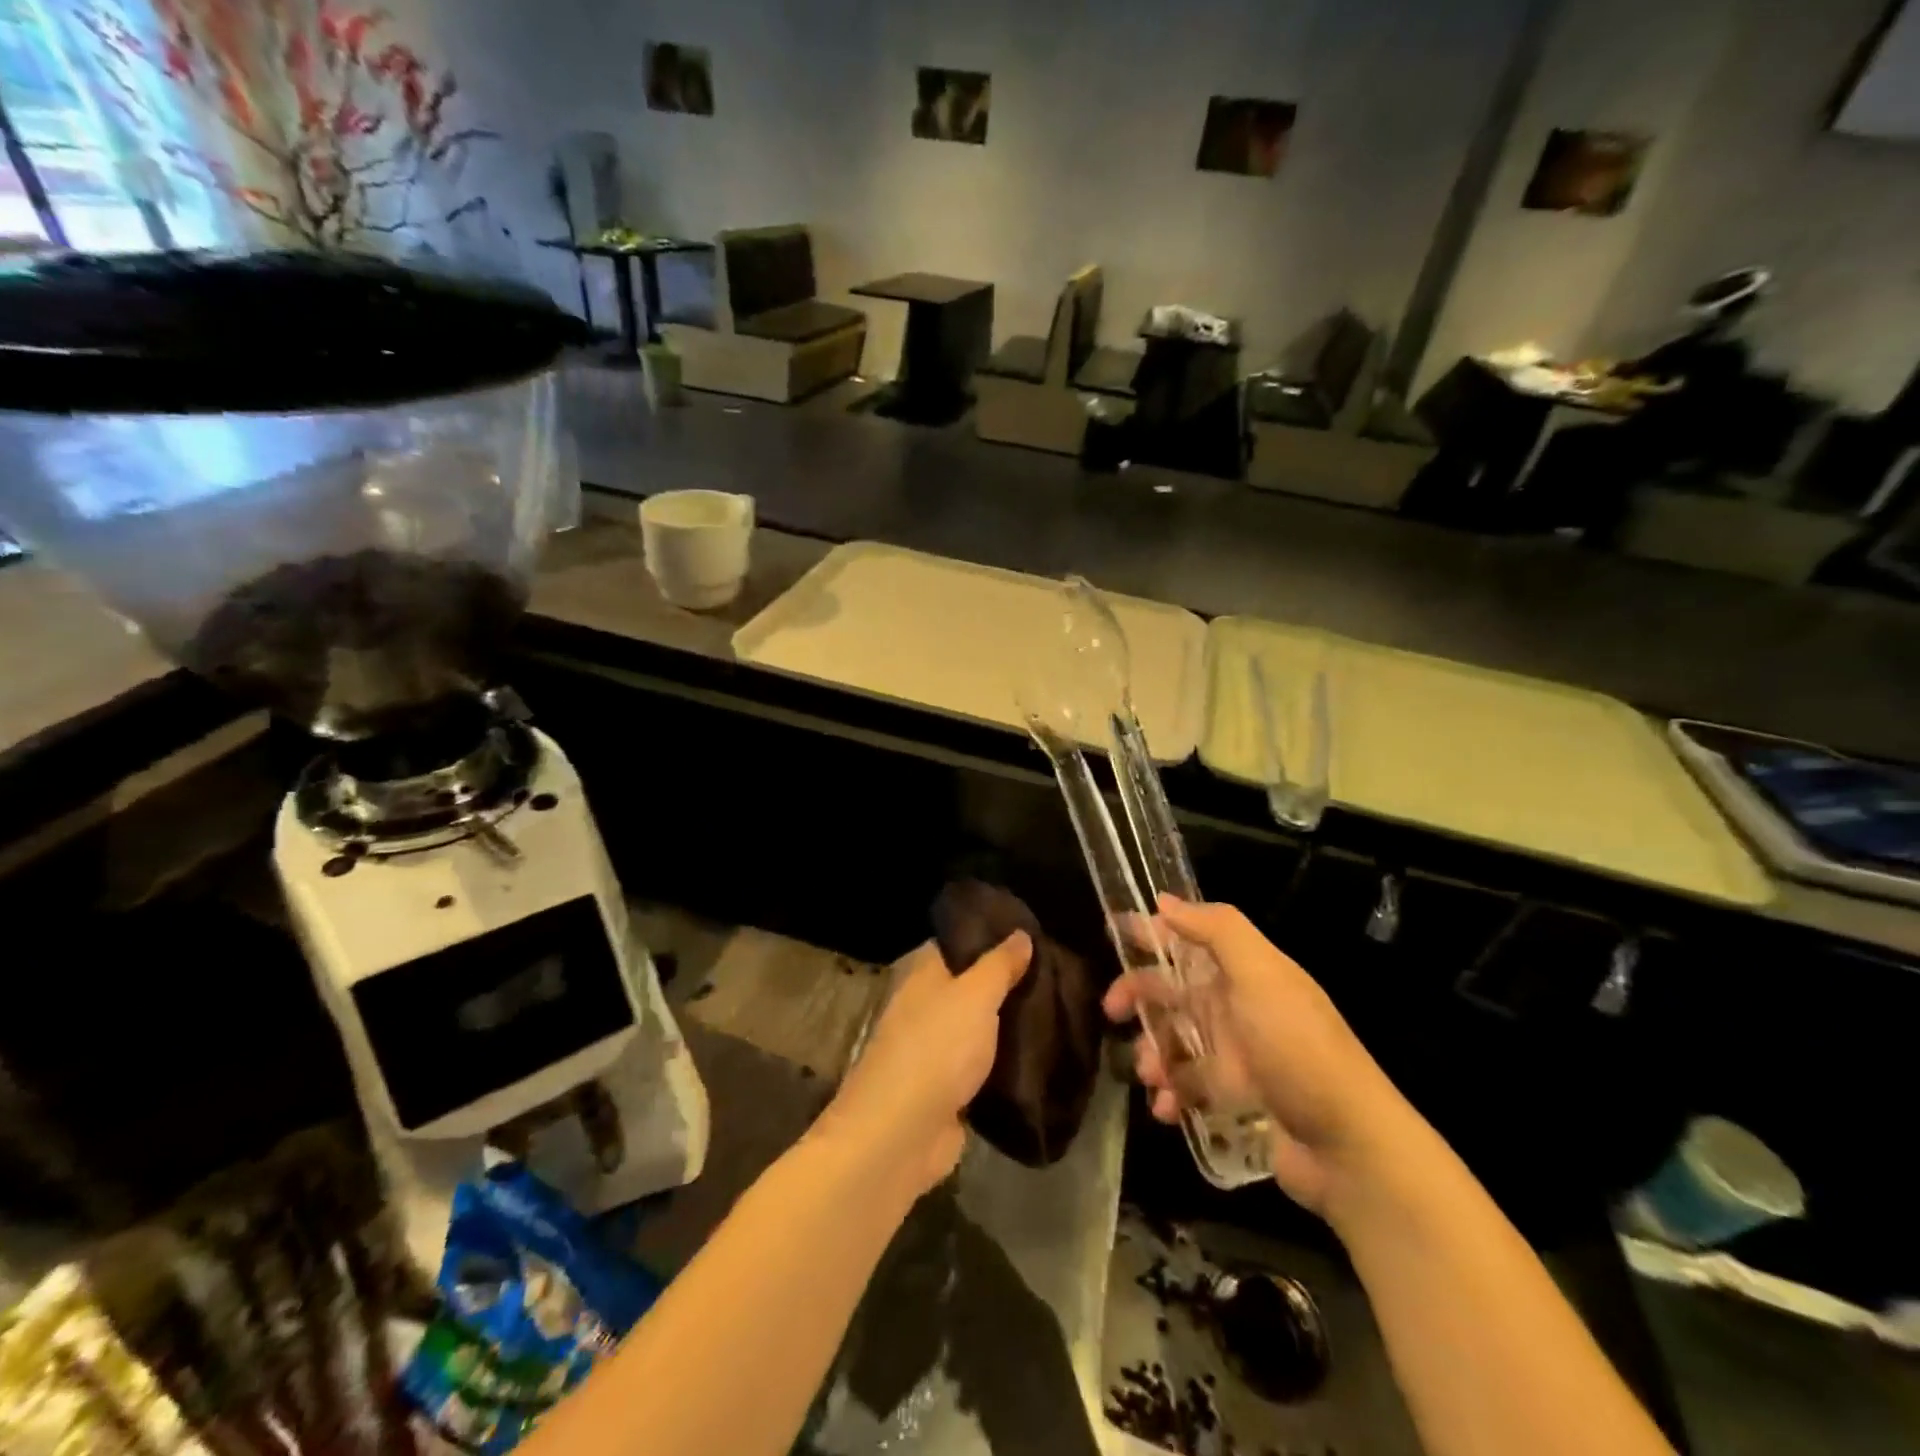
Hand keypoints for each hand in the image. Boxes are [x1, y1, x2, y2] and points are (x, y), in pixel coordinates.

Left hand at [816, 933, 1030, 1199]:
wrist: (902, 1134)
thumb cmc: (936, 1048)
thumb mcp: (975, 995)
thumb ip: (999, 965)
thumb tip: (1020, 933)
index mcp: (923, 974)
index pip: (957, 943)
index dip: (990, 936)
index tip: (1030, 934)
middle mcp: (925, 1006)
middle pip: (970, 985)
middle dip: (1006, 982)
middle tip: (1056, 974)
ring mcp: (934, 1050)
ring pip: (979, 1027)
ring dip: (1008, 1024)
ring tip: (1057, 1010)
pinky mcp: (947, 1090)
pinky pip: (982, 1066)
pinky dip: (1005, 1063)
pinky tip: (1040, 1056)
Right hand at [1103, 896, 1406, 1214]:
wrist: (1348, 1145)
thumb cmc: (1298, 1048)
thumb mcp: (1262, 976)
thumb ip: (1216, 931)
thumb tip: (1165, 900)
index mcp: (1246, 973)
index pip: (1190, 940)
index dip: (1153, 932)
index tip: (1113, 931)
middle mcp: (1238, 1008)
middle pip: (1174, 991)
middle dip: (1139, 997)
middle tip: (1111, 1011)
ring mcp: (1237, 1056)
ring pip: (1176, 1042)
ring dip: (1153, 1053)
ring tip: (1150, 1077)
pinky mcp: (1237, 1100)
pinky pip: (1189, 1088)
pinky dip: (1171, 1095)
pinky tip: (1166, 1109)